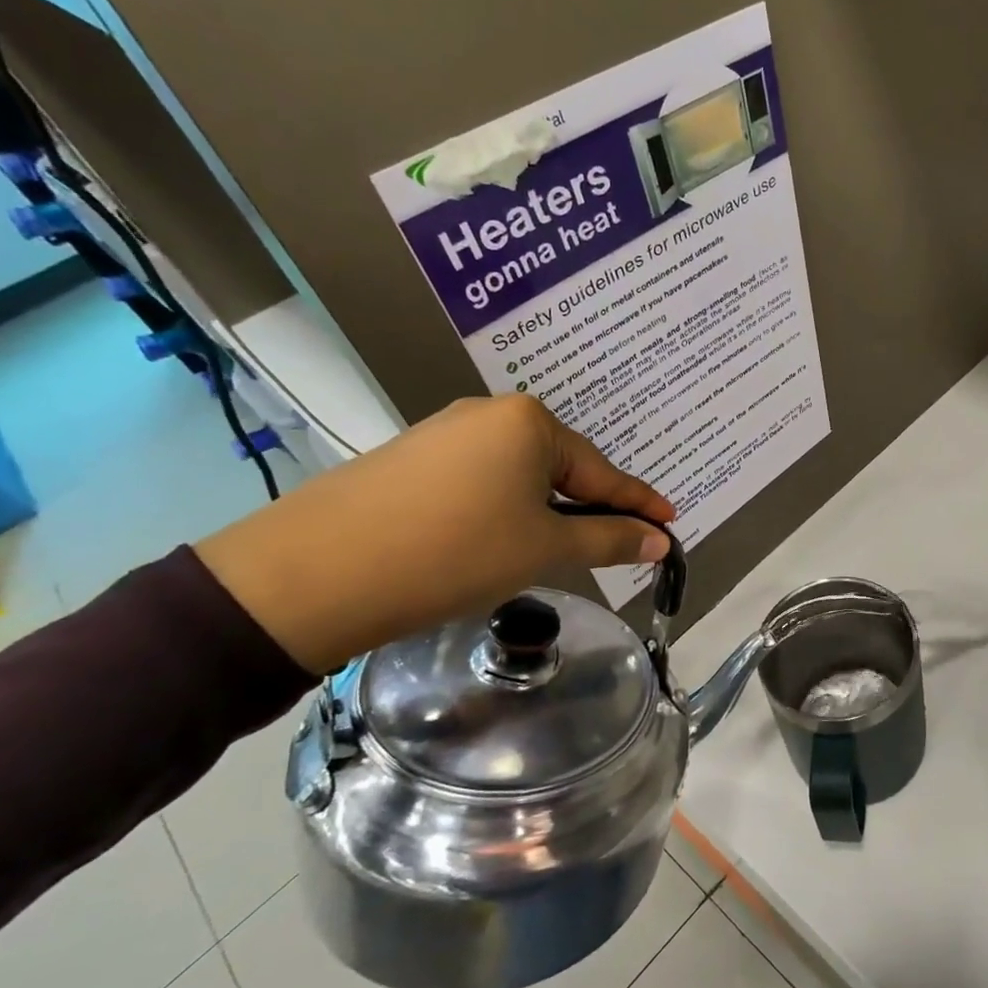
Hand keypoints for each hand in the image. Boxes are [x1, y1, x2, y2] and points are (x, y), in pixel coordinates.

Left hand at [196, 396, 673, 673]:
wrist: (316, 573)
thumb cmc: (456, 552)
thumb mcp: (544, 549)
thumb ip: (609, 539)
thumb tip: (659, 541)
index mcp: (530, 423)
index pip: (602, 472)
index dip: (639, 502)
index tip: (670, 521)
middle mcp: (489, 413)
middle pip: (560, 468)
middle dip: (589, 506)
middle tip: (615, 542)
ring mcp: (443, 432)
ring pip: (518, 475)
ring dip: (544, 511)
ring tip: (554, 548)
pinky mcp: (409, 458)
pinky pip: (479, 480)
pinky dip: (502, 509)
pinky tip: (495, 539)